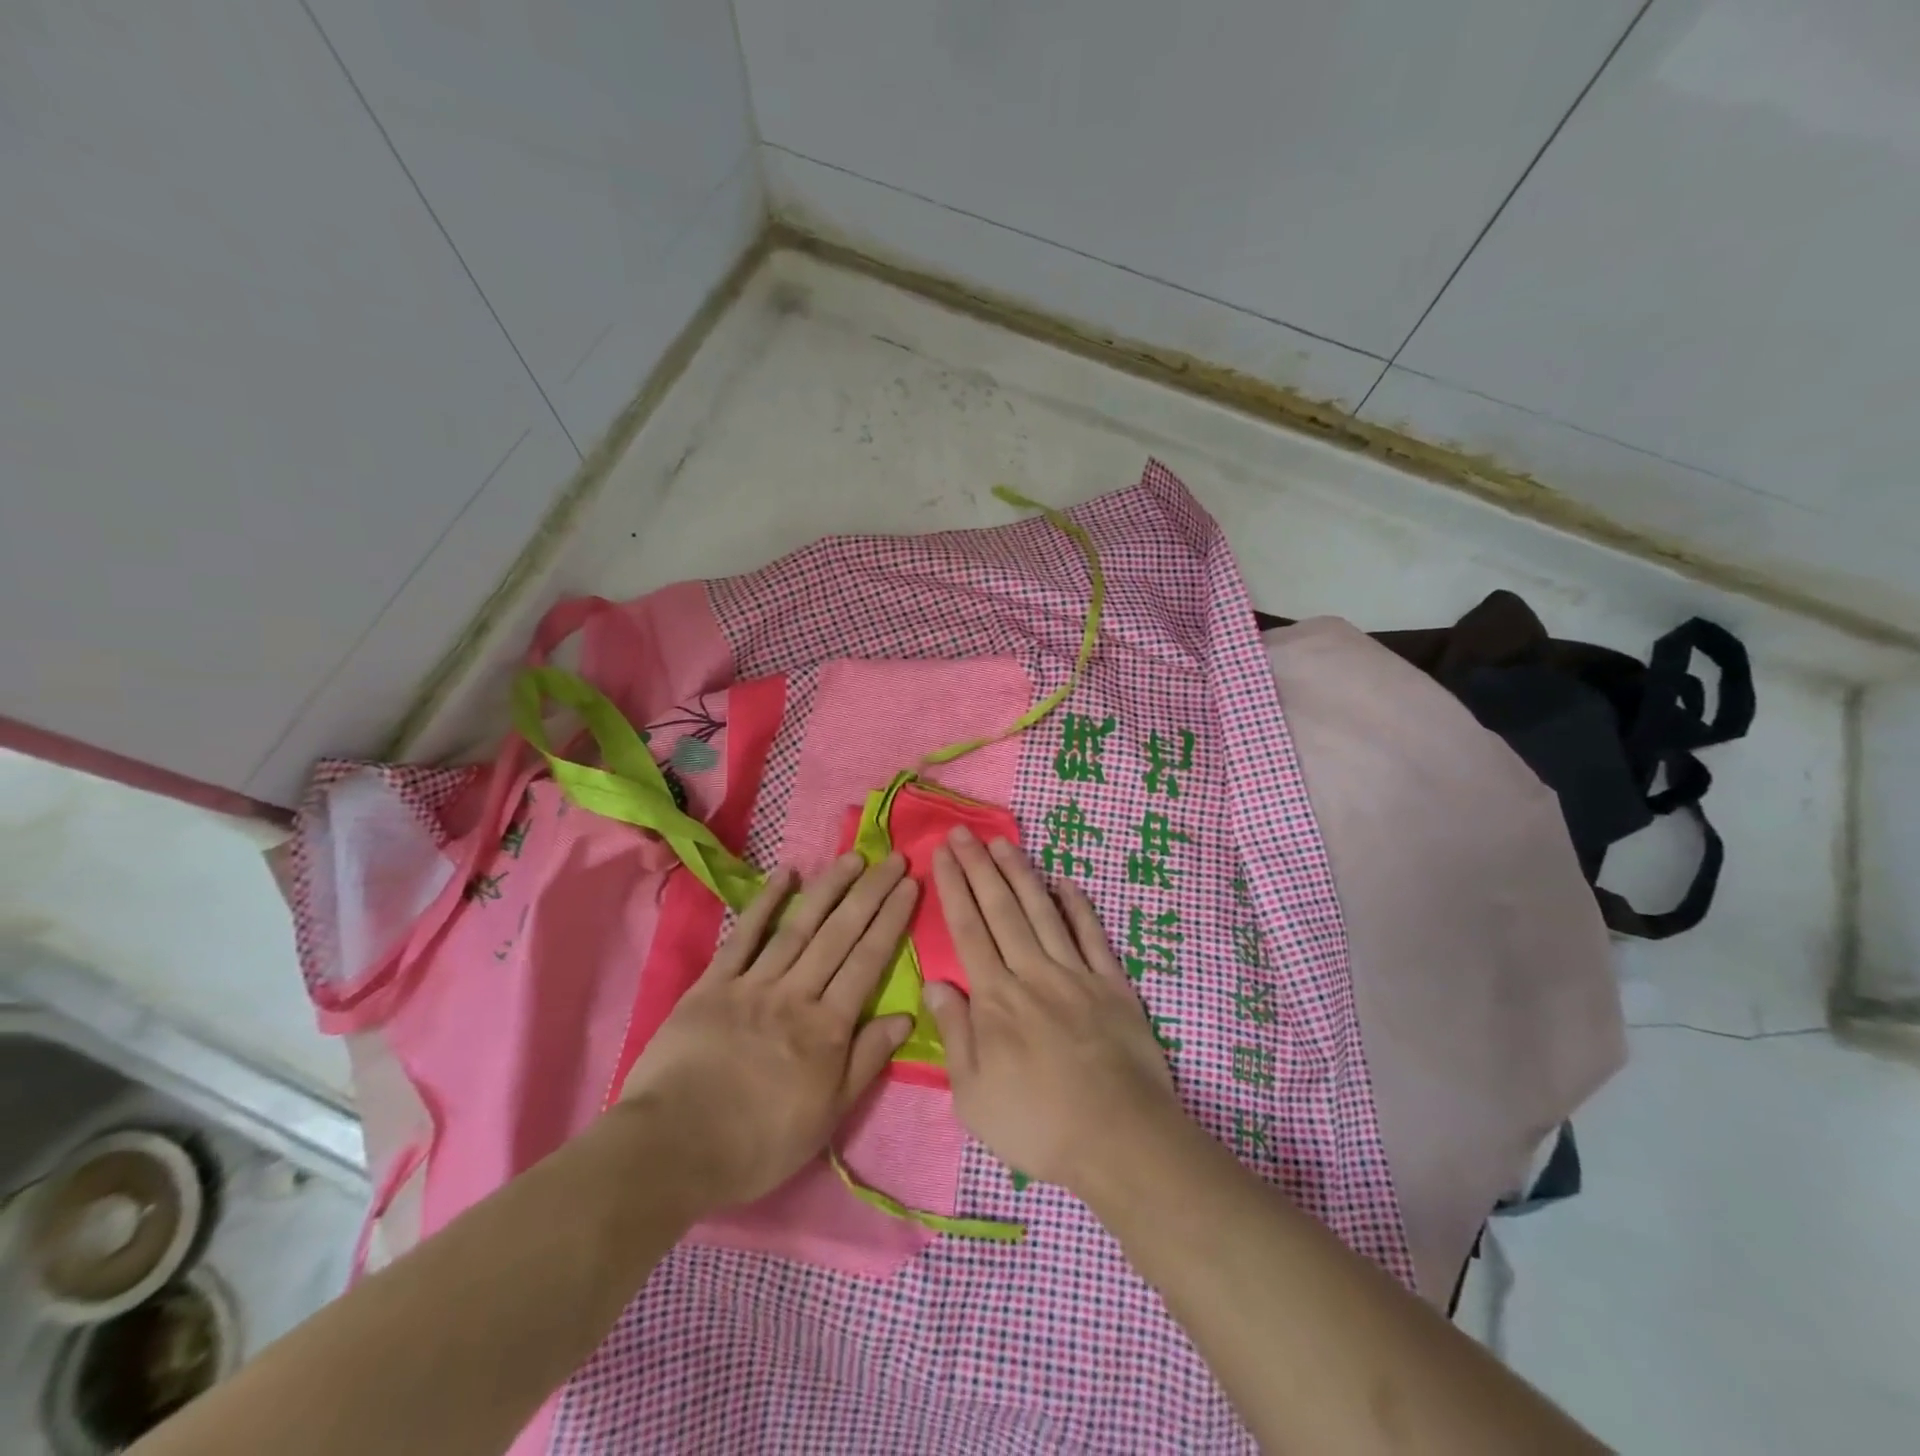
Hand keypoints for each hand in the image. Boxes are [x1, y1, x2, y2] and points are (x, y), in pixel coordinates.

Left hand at [616, 851, 917, 1215]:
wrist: (673, 1149)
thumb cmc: (757, 1143)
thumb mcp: (827, 1116)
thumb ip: (866, 1060)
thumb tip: (907, 1016)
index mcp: (827, 1027)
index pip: (868, 961)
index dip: (891, 919)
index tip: (909, 884)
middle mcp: (796, 994)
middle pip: (840, 934)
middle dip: (870, 893)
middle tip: (892, 858)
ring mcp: (753, 984)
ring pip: (799, 926)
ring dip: (828, 888)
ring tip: (852, 857)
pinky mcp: (713, 984)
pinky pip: (744, 936)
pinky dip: (765, 903)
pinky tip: (785, 875)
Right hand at [925, 828, 1185, 1194]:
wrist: (1119, 1139)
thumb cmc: (1038, 1125)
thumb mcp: (974, 1096)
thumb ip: (955, 1033)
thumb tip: (935, 981)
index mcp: (996, 999)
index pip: (968, 931)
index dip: (953, 888)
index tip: (942, 854)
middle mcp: (1033, 973)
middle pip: (1001, 910)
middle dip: (979, 867)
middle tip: (964, 831)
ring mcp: (1076, 974)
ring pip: (1043, 912)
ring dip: (1021, 874)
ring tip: (1004, 841)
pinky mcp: (1113, 985)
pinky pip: (1093, 936)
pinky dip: (1079, 906)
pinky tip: (1066, 882)